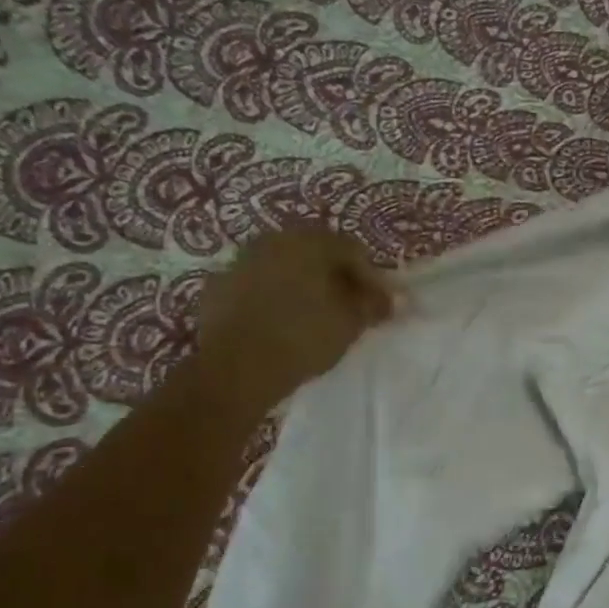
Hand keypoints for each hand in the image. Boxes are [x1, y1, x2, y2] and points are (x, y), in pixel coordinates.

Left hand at [195, 232, 395, 399]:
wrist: (236, 367)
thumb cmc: (302, 338)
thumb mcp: (350, 324)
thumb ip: (372, 305)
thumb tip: (389, 299)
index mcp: (309, 242)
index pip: (352, 250)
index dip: (371, 278)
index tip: (379, 306)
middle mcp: (273, 240)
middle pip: (315, 252)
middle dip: (335, 277)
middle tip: (349, 307)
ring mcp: (241, 260)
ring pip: (284, 266)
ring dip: (302, 284)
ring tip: (314, 315)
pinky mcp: (219, 285)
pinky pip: (257, 284)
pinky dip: (273, 297)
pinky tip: (280, 322)